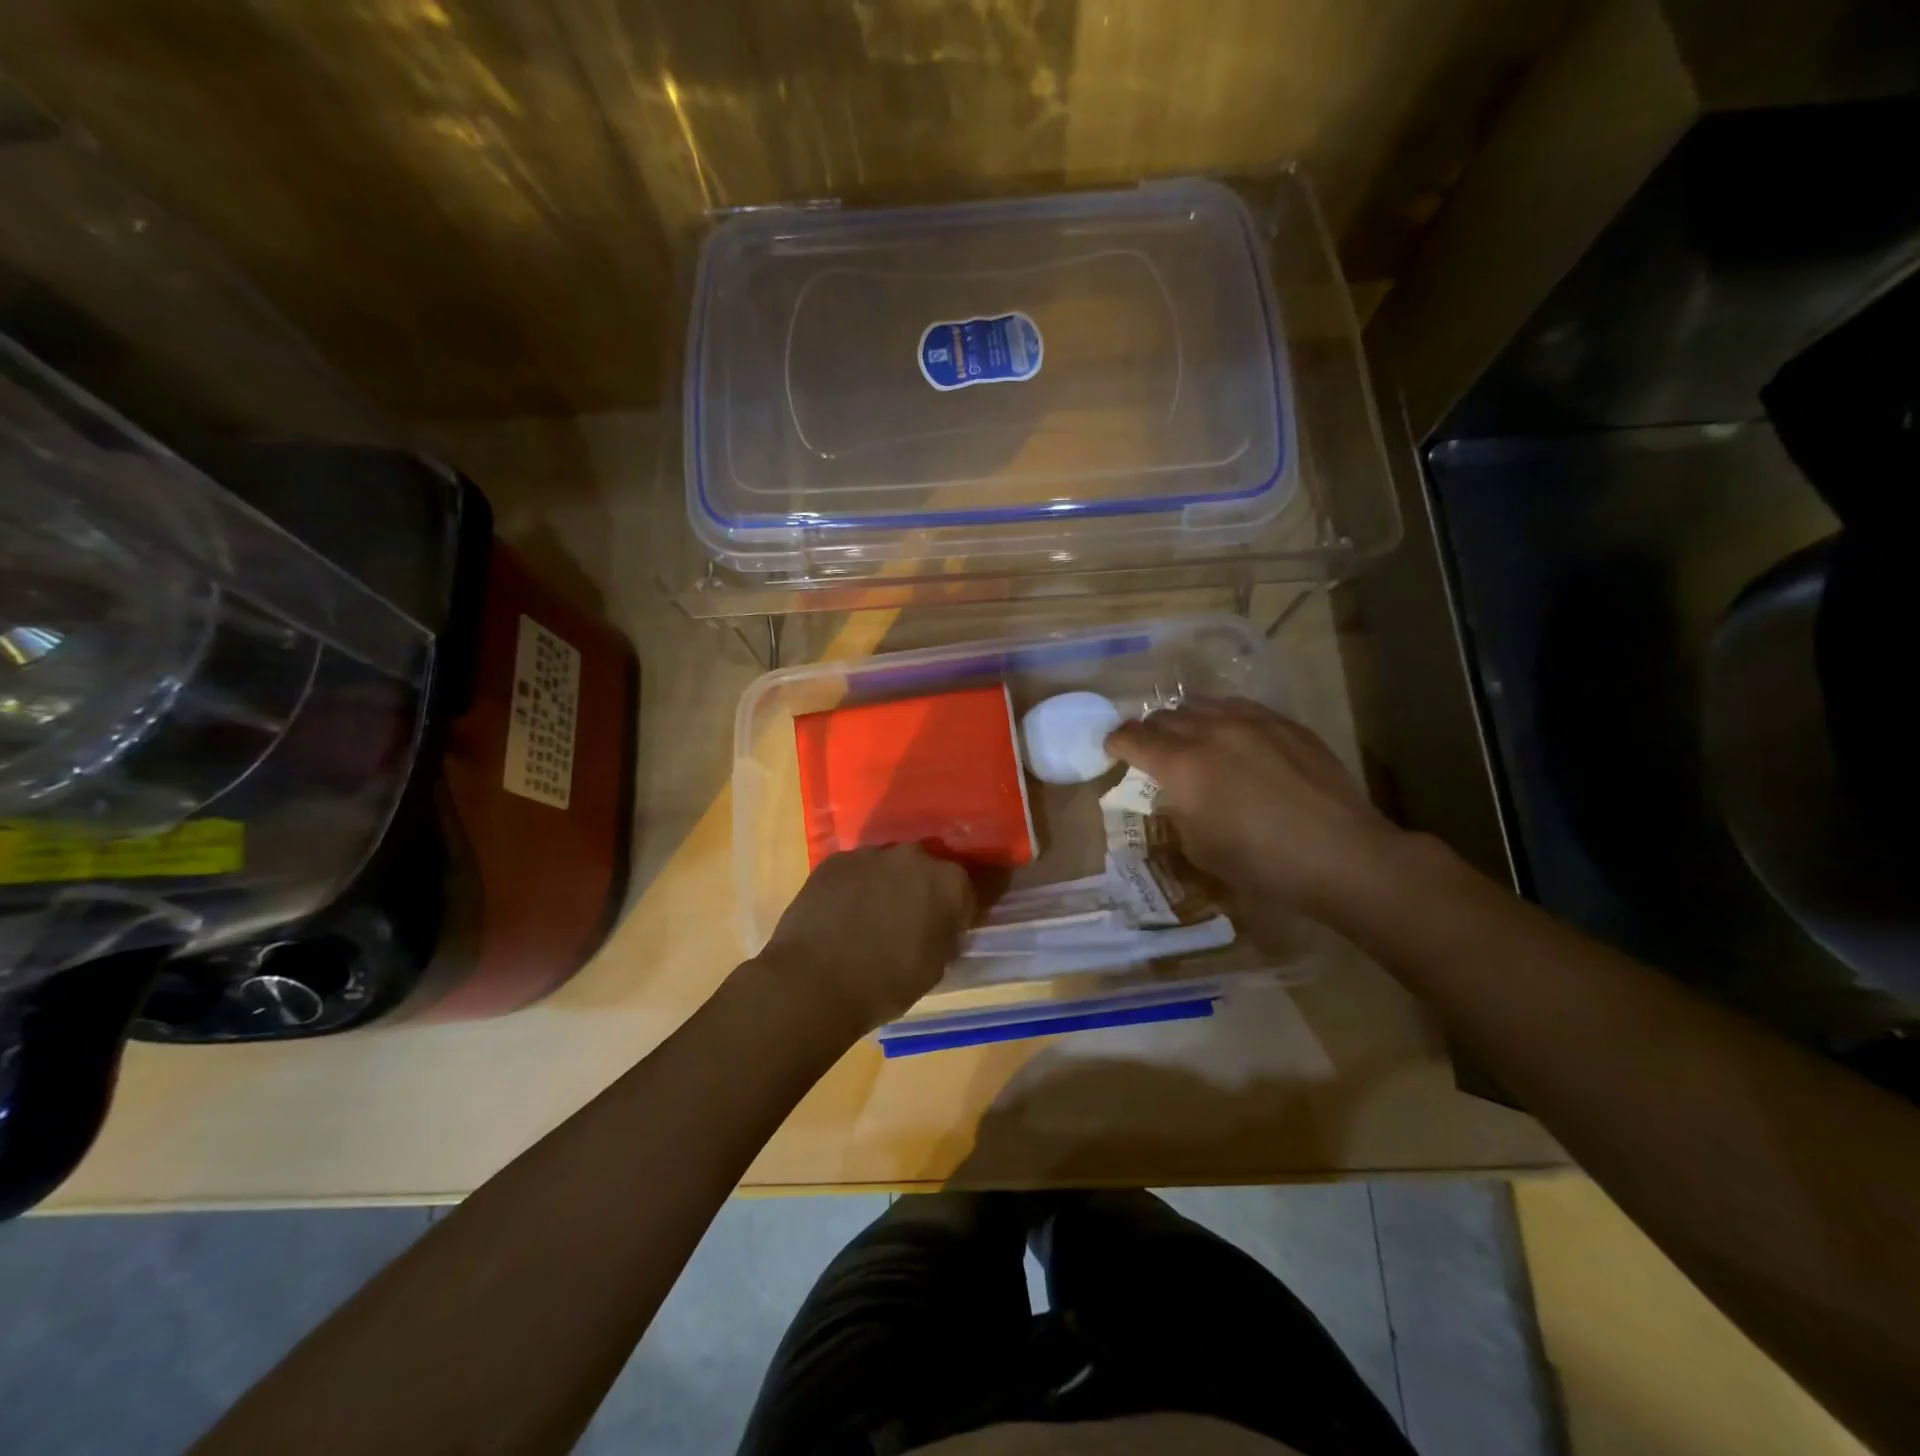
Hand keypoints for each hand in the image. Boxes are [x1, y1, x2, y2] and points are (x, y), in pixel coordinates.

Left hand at [752, 845, 974, 1040]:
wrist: (813, 982)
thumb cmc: (885, 984)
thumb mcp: (935, 967)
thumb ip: (945, 935)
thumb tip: (941, 925)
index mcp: (949, 882)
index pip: (967, 889)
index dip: (960, 909)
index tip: (950, 927)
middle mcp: (914, 856)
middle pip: (927, 870)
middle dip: (923, 890)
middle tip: (909, 921)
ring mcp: (871, 854)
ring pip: (889, 866)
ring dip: (888, 885)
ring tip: (871, 918)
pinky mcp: (835, 860)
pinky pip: (856, 870)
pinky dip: (856, 886)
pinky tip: (843, 914)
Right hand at [1105, 697, 1406, 926]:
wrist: (1342, 854)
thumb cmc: (1261, 862)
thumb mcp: (1198, 847)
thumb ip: (1176, 810)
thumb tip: (1175, 794)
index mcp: (1182, 763)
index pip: (1132, 737)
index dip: (1116, 742)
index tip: (1113, 750)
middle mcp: (1211, 730)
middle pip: (1164, 716)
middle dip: (1149, 732)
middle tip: (1151, 751)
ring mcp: (1252, 721)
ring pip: (1202, 704)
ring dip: (1186, 720)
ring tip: (1191, 739)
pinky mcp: (1286, 723)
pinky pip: (1240, 708)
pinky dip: (1223, 719)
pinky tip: (1234, 739)